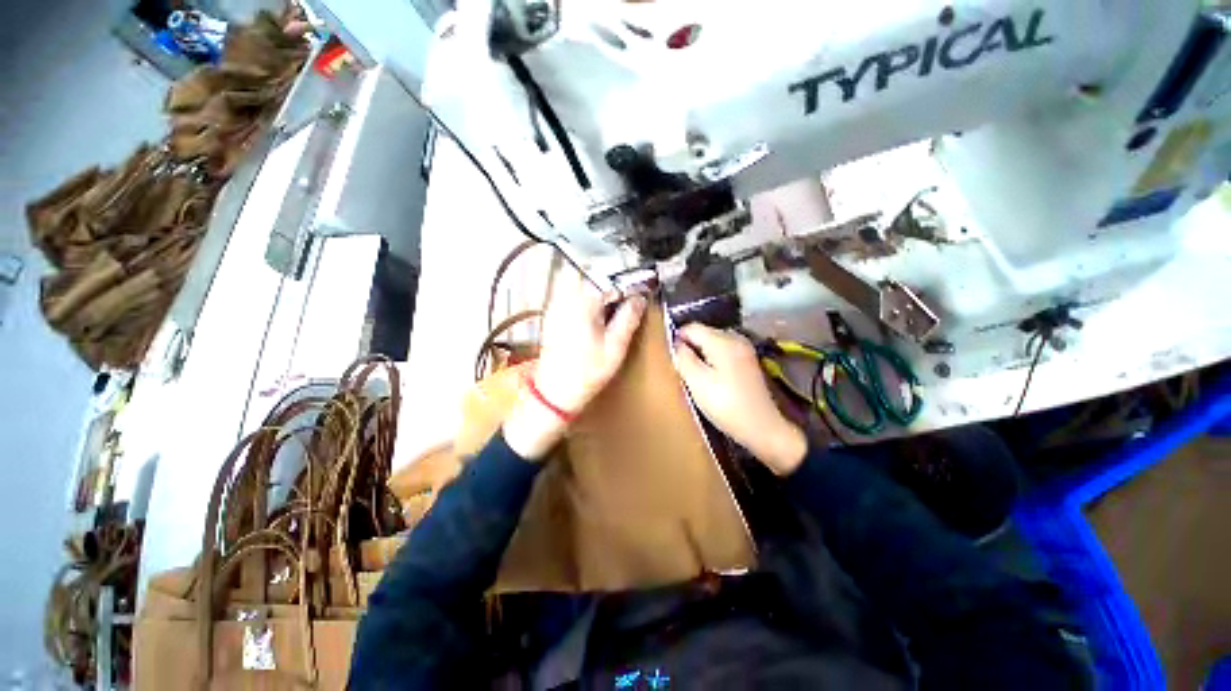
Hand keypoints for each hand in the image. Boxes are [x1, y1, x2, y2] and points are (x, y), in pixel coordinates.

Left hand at [503, 267, 646, 458]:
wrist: (554, 392)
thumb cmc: (587, 372)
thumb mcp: (615, 346)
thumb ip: (629, 317)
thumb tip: (640, 297)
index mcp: (582, 303)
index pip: (607, 274)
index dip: (627, 276)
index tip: (641, 283)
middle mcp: (565, 296)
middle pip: (588, 267)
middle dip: (611, 271)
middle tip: (627, 286)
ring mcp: (556, 303)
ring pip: (578, 275)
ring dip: (598, 279)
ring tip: (615, 295)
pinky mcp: (553, 311)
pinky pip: (570, 288)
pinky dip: (586, 289)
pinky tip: (597, 305)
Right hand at [673, 324, 807, 474]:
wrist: (763, 428)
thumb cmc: (726, 405)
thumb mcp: (697, 382)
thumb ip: (683, 358)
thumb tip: (677, 343)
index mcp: (722, 341)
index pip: (692, 327)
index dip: (678, 339)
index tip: (673, 359)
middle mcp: (736, 338)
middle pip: (704, 333)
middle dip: (690, 347)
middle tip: (683, 370)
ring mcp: (745, 349)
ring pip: (713, 343)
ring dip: (701, 355)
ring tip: (696, 376)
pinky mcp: (748, 361)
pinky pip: (723, 352)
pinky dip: (713, 361)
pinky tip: (712, 379)